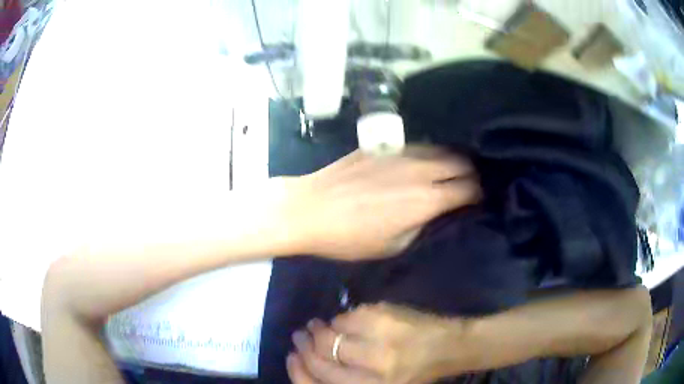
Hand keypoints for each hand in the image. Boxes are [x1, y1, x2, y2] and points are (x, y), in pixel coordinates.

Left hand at [284, 147, 478, 259]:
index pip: (470, 190)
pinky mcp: (384, 145)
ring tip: (452, 171)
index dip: (479, 195)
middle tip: (469, 185)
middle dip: (471, 174)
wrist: (310, 208)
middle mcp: (420, 171)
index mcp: (426, 201)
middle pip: (462, 163)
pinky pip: (419, 145)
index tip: (479, 201)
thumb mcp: (393, 246)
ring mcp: (402, 153)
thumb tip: (439, 214)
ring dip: (453, 160)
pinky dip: (431, 153)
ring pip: (442, 149)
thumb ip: (424, 227)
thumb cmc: (349, 237)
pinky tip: (424, 161)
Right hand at [287, 303, 469, 383]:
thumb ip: (345, 378)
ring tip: (315, 327)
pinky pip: (349, 316)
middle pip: (322, 355)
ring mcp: (380, 338)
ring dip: (319, 329)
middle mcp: (374, 368)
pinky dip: (341, 319)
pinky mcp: (385, 315)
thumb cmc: (414, 373)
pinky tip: (341, 321)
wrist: (449, 346)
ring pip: (332, 333)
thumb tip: (312, 358)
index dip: (300, 367)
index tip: (292, 355)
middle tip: (300, 336)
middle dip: (305, 345)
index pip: (321, 377)